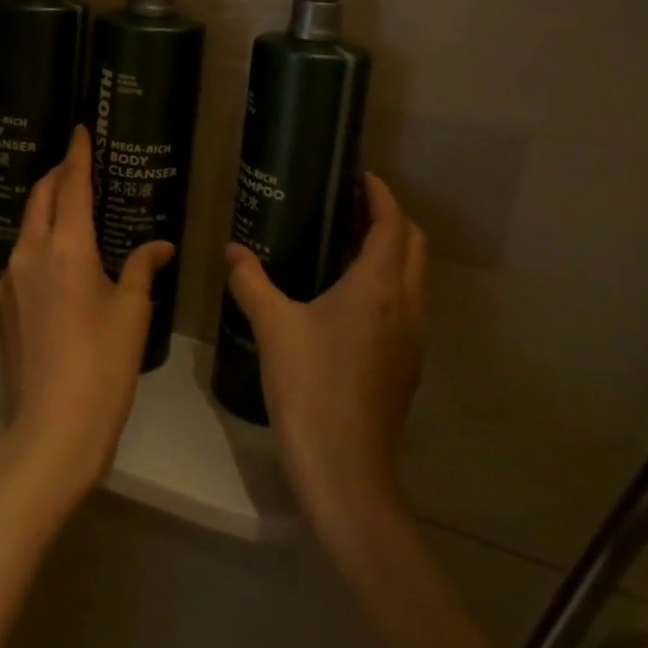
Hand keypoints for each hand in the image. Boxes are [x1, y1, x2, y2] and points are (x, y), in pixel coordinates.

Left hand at [0, 126, 173, 509]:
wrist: (51, 429)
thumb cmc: (103, 366)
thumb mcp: (132, 313)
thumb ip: (141, 269)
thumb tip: (157, 246)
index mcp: (67, 247)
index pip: (70, 185)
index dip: (77, 154)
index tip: (79, 131)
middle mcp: (31, 253)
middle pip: (40, 196)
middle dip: (57, 174)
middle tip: (78, 163)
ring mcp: (11, 279)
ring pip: (27, 224)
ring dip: (47, 205)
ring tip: (71, 204)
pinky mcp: (4, 304)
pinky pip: (22, 253)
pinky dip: (40, 237)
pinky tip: (59, 253)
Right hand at [225, 173, 426, 544]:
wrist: (347, 472)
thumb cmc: (311, 389)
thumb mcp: (273, 328)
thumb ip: (251, 281)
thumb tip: (232, 250)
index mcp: (379, 286)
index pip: (391, 223)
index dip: (380, 194)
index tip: (359, 175)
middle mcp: (407, 304)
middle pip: (412, 243)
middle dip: (388, 217)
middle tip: (349, 205)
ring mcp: (413, 336)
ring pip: (414, 275)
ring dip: (391, 249)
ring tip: (347, 242)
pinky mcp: (408, 363)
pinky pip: (407, 303)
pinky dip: (389, 281)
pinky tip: (349, 296)